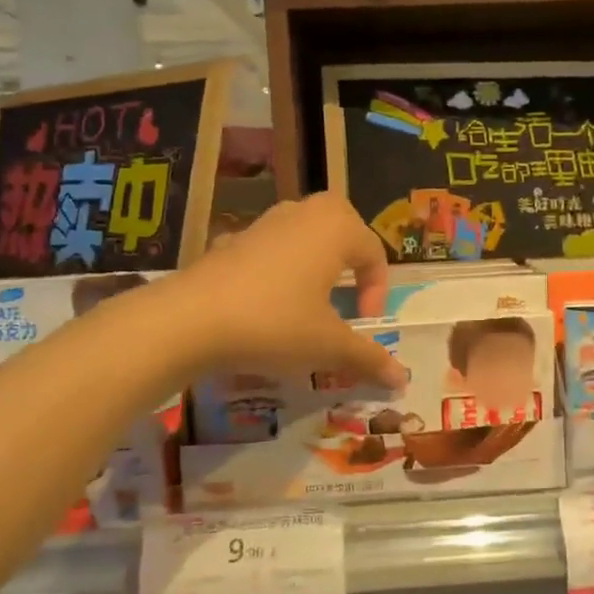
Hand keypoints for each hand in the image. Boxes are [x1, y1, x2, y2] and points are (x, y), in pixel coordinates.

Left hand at [177, 194, 406, 386]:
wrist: (190, 320)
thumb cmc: (275, 324)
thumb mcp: (328, 346)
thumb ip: (368, 358)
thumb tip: (403, 380)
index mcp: (335, 228)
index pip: (373, 252)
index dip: (377, 290)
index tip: (365, 323)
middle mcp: (302, 214)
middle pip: (340, 228)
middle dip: (349, 261)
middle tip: (346, 297)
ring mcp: (262, 223)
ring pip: (302, 235)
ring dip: (313, 263)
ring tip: (308, 301)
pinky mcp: (230, 241)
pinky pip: (267, 250)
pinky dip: (276, 270)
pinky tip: (264, 303)